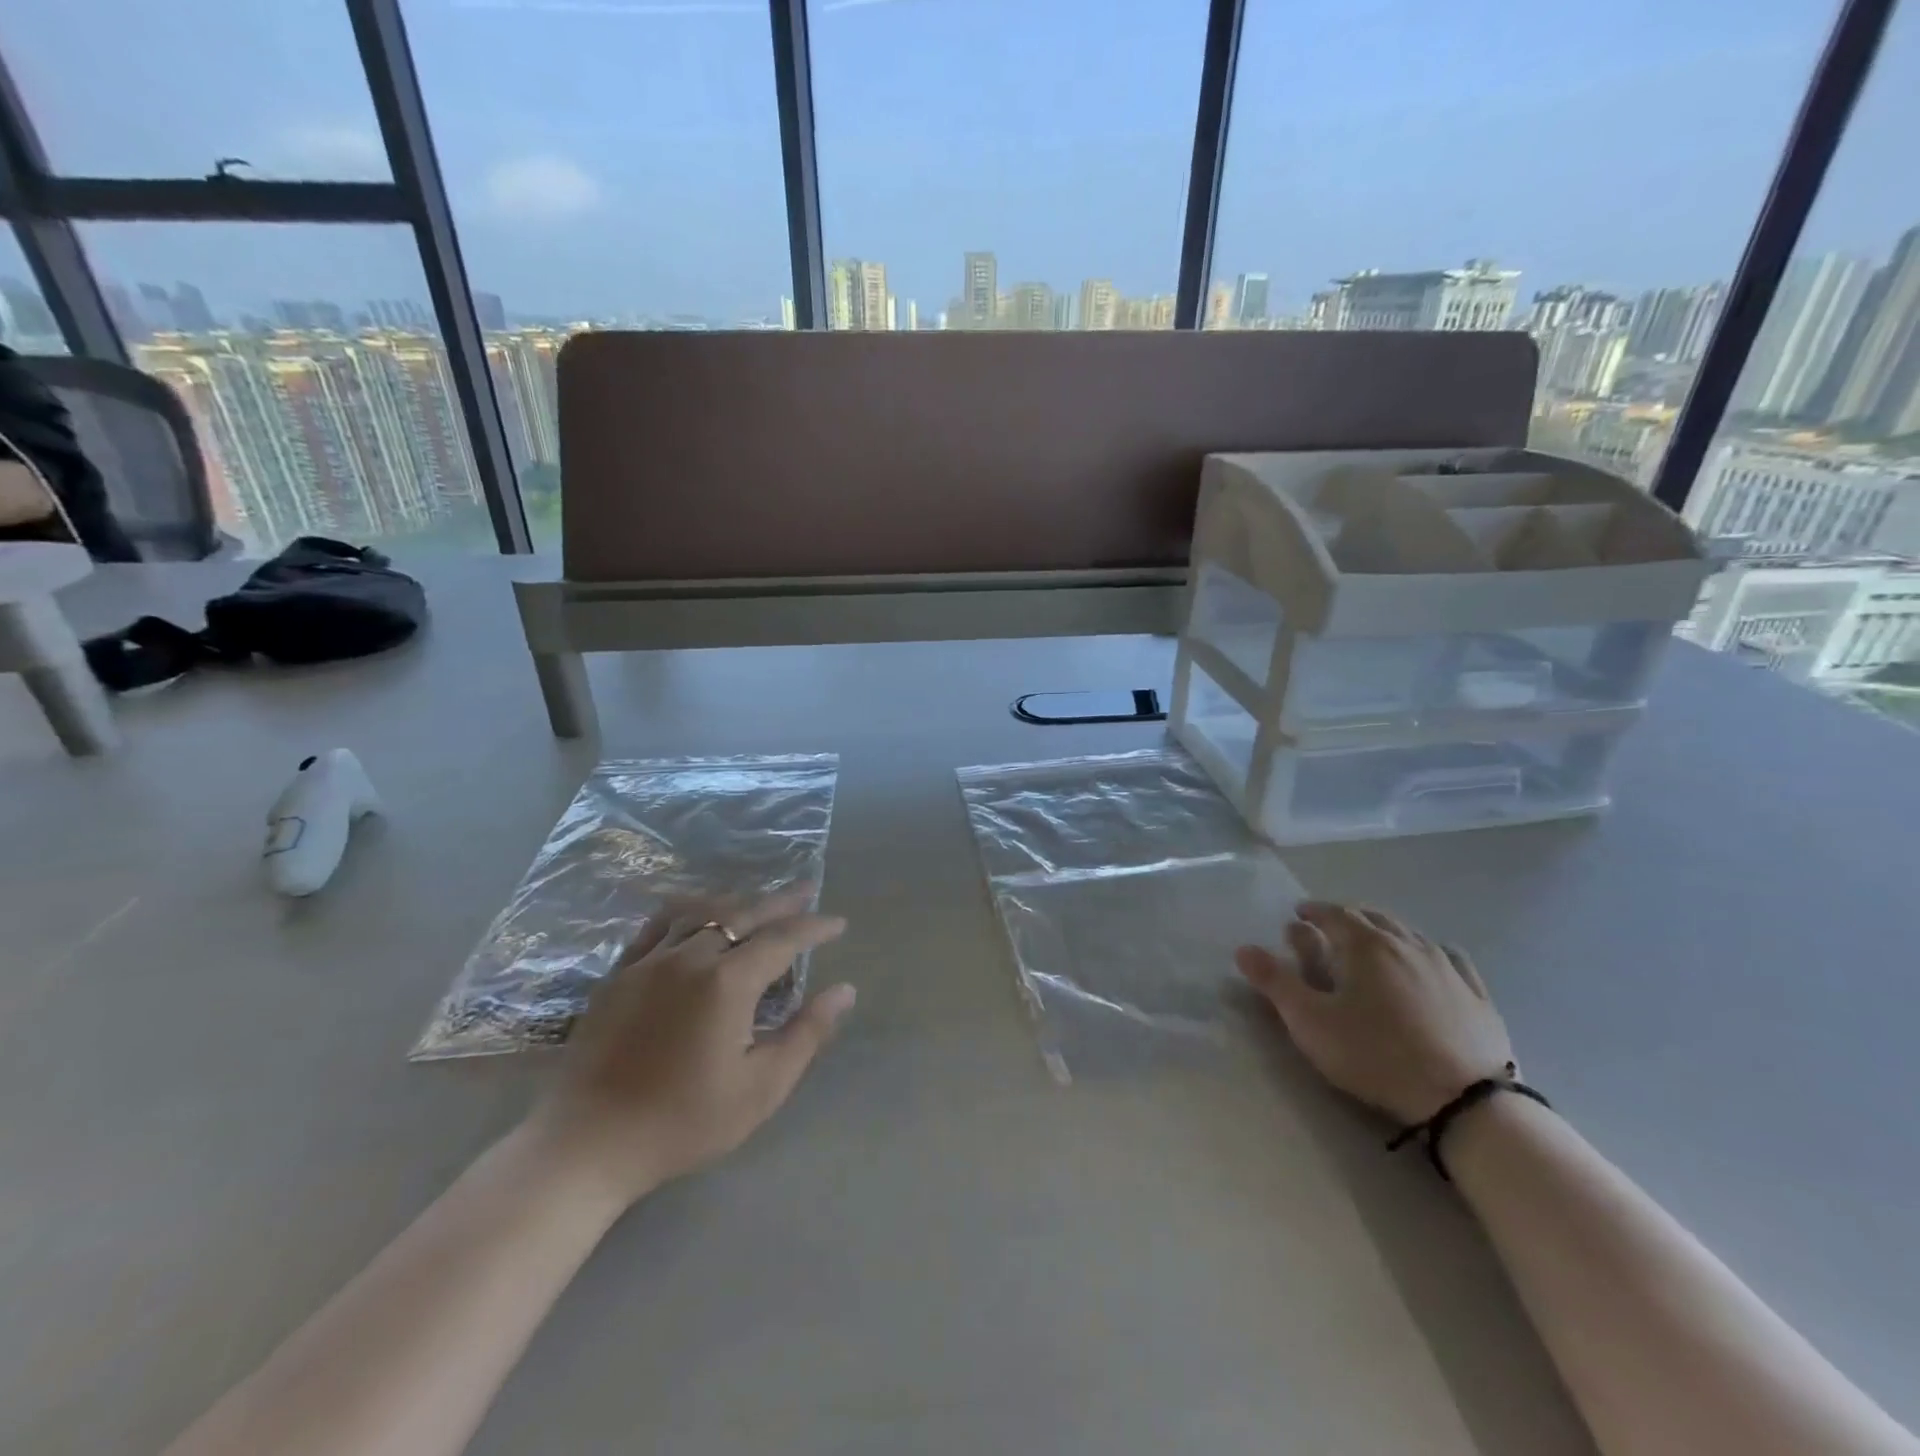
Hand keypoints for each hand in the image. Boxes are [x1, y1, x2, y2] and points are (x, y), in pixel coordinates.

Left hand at [529, 886, 855, 1208]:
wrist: (586, 1144)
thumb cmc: (682, 1122)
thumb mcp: (760, 1088)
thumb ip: (806, 1033)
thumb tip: (845, 990)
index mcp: (728, 982)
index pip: (783, 939)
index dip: (814, 927)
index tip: (838, 923)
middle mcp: (690, 956)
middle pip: (744, 913)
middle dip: (781, 902)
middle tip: (806, 892)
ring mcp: (650, 960)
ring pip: (702, 911)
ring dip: (737, 900)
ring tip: (758, 901)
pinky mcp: (620, 972)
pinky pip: (660, 923)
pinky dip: (689, 909)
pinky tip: (696, 913)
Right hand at [1235, 901, 1512, 1125]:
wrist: (1465, 1101)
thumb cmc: (1376, 1055)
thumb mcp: (1311, 1022)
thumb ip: (1275, 982)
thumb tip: (1243, 948)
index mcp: (1365, 945)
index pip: (1334, 914)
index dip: (1313, 911)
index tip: (1298, 914)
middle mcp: (1406, 944)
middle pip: (1373, 917)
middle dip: (1348, 917)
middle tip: (1331, 927)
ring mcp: (1446, 967)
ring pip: (1410, 934)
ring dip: (1385, 931)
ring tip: (1374, 942)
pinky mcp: (1477, 995)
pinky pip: (1451, 958)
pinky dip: (1431, 951)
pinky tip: (1432, 960)